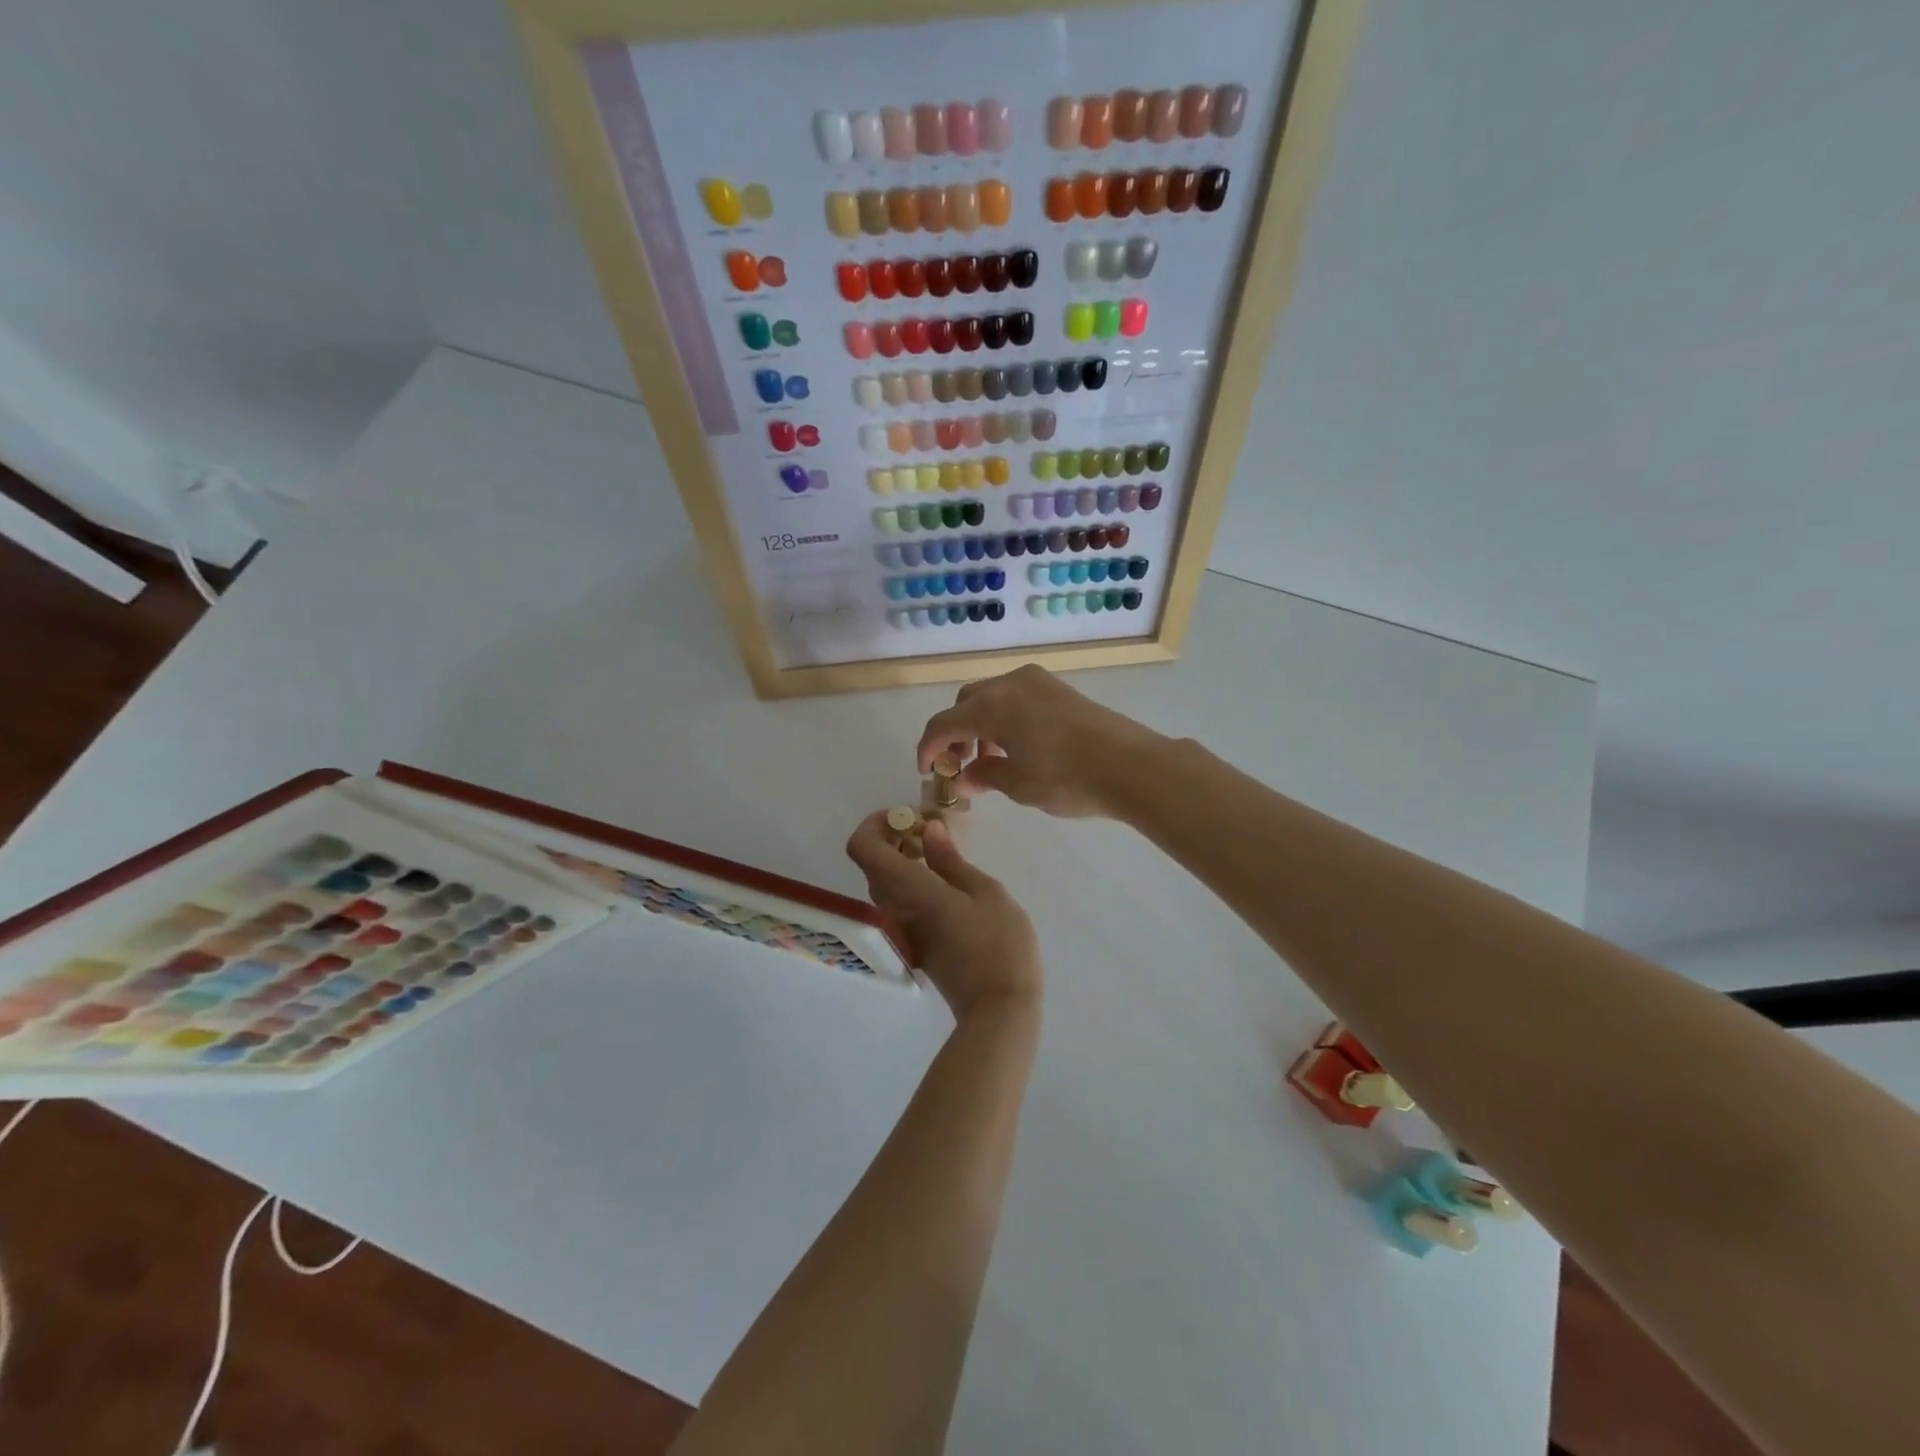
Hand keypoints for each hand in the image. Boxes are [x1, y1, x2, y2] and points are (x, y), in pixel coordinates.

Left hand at [845, 810, 1041, 1021]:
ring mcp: (901, 930)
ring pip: (884, 884)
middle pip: (872, 864)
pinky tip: (945, 883)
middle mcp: (894, 909)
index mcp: (909, 889)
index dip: (874, 824)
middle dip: (893, 838)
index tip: (906, 816)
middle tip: (930, 831)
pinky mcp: (913, 944)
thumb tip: (929, 830)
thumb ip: (951, 860)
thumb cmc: (999, 943)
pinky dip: (911, 883)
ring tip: (942, 854)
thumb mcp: (985, 892)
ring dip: (903, 861)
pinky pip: (898, 903)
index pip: (863, 849)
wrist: (999, 1009)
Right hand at [916, 665, 1167, 818]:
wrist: (1130, 765)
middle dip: (955, 732)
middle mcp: (1009, 684)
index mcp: (991, 706)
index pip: (943, 723)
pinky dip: (1005, 717)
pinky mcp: (1059, 689)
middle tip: (960, 764)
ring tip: (991, 759)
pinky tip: (1018, 746)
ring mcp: (1037, 682)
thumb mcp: (1018, 784)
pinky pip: (1016, 697)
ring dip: (980, 724)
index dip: (928, 748)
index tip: (927, 771)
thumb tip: (965, 777)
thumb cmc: (1066, 777)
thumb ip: (984, 776)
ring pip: (992, 697)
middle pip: (966, 702)